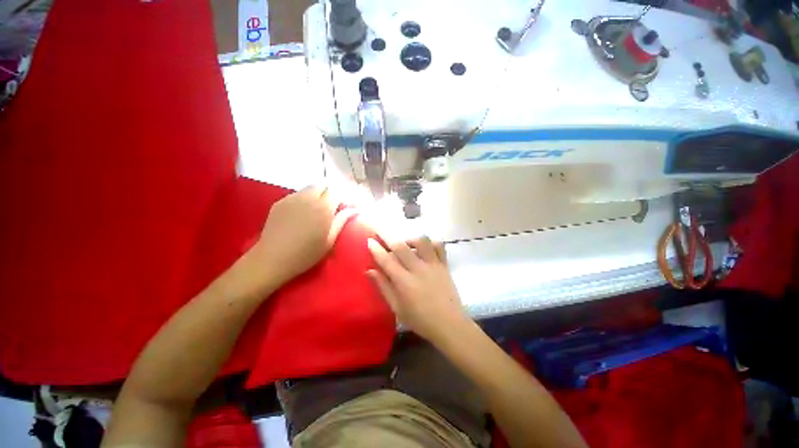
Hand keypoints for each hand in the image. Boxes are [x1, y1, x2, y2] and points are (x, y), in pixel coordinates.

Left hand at [252, 186, 355, 286]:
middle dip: (332, 193)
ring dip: (319, 195)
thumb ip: (342, 221)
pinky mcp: (280, 202)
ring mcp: (291, 198)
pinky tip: (303, 213)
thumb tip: (354, 209)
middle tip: (334, 208)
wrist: (272, 259)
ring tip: (319, 210)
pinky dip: (305, 199)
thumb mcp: (330, 240)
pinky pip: (297, 194)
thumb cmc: (306, 253)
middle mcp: (307, 197)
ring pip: (310, 188)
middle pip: (324, 185)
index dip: (344, 197)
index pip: (337, 191)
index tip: (347, 207)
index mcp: (323, 207)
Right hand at [366, 237, 467, 342]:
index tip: (370, 240)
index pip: (387, 261)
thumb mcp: (397, 308)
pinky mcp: (444, 265)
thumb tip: (369, 271)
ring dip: (410, 239)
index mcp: (404, 283)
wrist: (450, 325)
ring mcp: (433, 265)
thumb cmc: (420, 320)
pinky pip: (439, 246)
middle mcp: (418, 269)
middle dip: (388, 237)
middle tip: (380, 231)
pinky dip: (431, 242)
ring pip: (421, 241)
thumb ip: (384, 287)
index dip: (376, 249)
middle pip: (401, 247)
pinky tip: (424, 247)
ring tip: (405, 244)